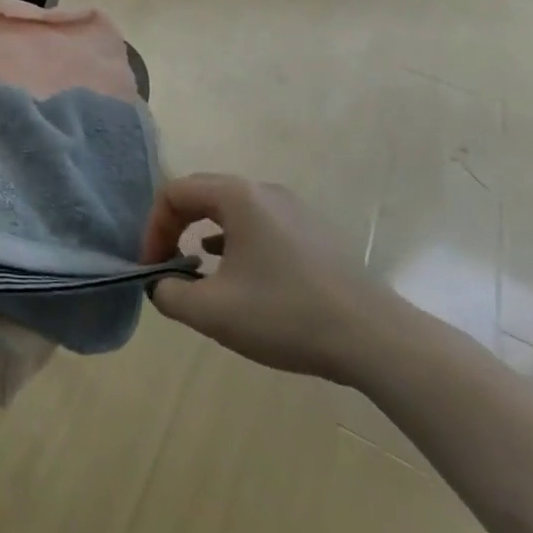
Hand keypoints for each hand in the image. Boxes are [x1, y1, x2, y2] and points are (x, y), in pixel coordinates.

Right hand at [142, 174, 406, 384]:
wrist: (379, 341)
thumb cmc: (287, 315)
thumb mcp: (212, 311)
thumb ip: (168, 294)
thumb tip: (160, 284)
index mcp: (237, 197)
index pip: (173, 194)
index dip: (153, 229)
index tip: (152, 267)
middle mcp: (265, 191)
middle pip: (201, 194)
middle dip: (175, 227)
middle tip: (167, 263)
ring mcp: (295, 210)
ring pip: (232, 210)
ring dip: (203, 234)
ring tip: (199, 270)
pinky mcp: (315, 233)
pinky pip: (260, 224)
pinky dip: (236, 241)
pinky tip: (239, 274)